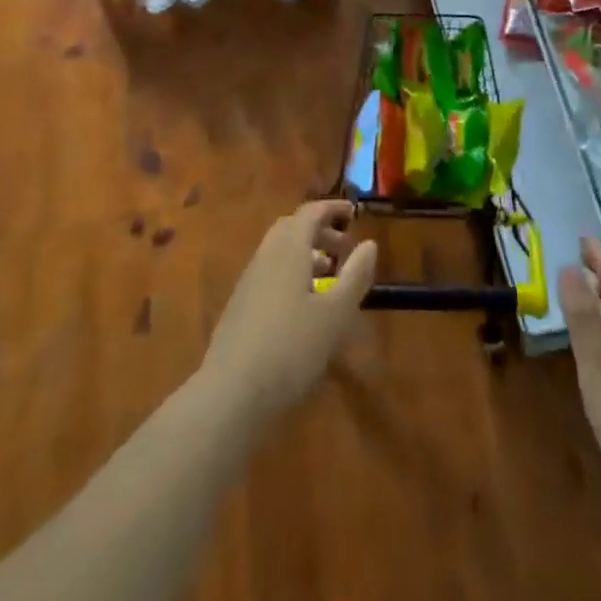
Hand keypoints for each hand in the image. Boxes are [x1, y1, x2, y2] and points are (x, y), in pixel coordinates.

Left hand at [201, 201, 375, 423]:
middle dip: (319, 232)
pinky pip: (270, 274)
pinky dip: (291, 275)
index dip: (332, 209)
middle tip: (343, 248)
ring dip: (305, 255)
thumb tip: (369, 244)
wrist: (231, 392)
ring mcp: (248, 282)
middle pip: (292, 229)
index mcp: (288, 249)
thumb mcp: (335, 314)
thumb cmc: (291, 347)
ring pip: (279, 253)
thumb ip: (355, 276)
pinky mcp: (239, 307)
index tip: (353, 213)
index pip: (310, 213)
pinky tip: (303, 308)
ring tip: (329, 278)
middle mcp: (265, 256)